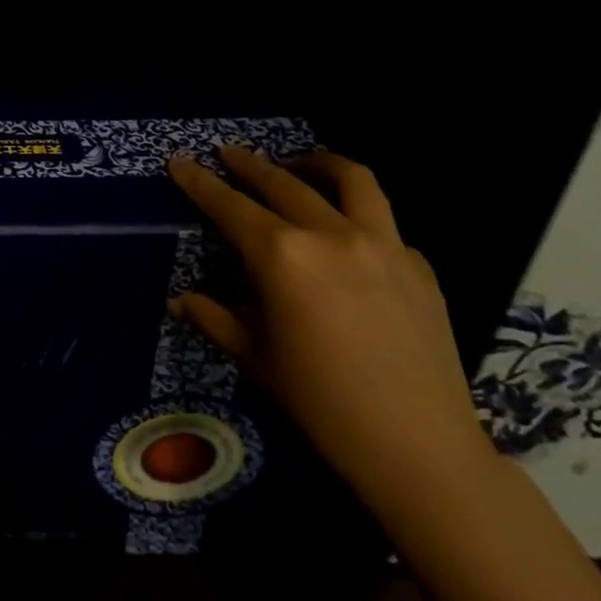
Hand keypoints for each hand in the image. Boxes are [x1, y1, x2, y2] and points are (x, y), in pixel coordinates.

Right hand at [168, 144, 490, 505]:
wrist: (418, 448)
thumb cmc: (320, 404)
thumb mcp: (254, 358)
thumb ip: (214, 318)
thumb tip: (180, 300)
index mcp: (282, 257)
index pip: (229, 205)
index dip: (199, 182)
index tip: (180, 161)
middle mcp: (331, 235)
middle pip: (283, 182)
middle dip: (249, 163)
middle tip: (228, 152)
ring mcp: (384, 245)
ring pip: (352, 180)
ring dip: (318, 164)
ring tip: (300, 163)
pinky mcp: (420, 266)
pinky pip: (385, 223)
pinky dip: (359, 213)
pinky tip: (350, 235)